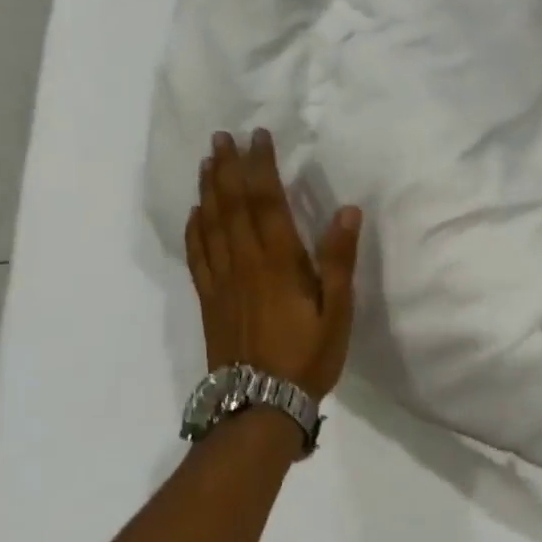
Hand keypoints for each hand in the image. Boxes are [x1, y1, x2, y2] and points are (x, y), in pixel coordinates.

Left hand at [185, 130, 362, 398]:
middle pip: (232, 205)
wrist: (259, 405)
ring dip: (209, 189)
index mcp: (279, 262)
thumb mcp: (337, 312)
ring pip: (210, 224)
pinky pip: (196, 254)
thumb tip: (347, 210)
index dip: (261, 166)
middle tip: (222, 136)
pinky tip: (194, 213)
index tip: (258, 136)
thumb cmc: (307, 357)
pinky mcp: (209, 299)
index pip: (267, 202)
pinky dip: (194, 228)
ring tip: (208, 161)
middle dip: (228, 167)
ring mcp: (222, 281)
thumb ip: (339, 261)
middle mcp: (245, 263)